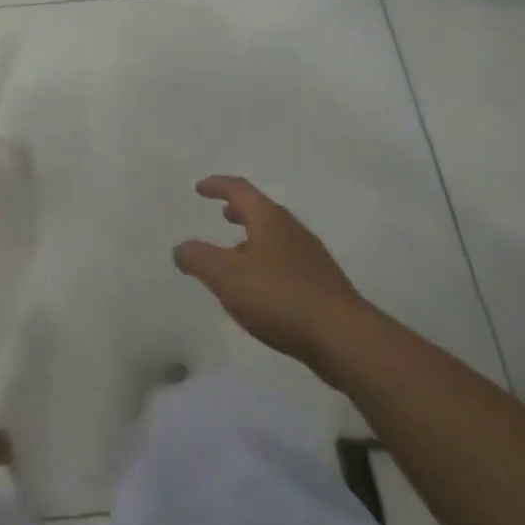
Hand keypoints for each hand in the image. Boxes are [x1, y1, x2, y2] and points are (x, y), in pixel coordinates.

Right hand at [174, 176, 373, 378]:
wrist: (344, 338)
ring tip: (234, 255)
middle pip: (262, 212)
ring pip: (275, 239)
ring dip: (252, 240)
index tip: (200, 188)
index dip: (218, 186)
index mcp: (270, 220)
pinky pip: (286, 264)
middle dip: (239, 212)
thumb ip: (198, 259)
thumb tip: (181, 248)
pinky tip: (259, 289)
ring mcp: (312, 259)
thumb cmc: (279, 297)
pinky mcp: (322, 286)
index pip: (240, 190)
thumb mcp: (226, 277)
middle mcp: (293, 232)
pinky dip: (266, 263)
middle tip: (222, 214)